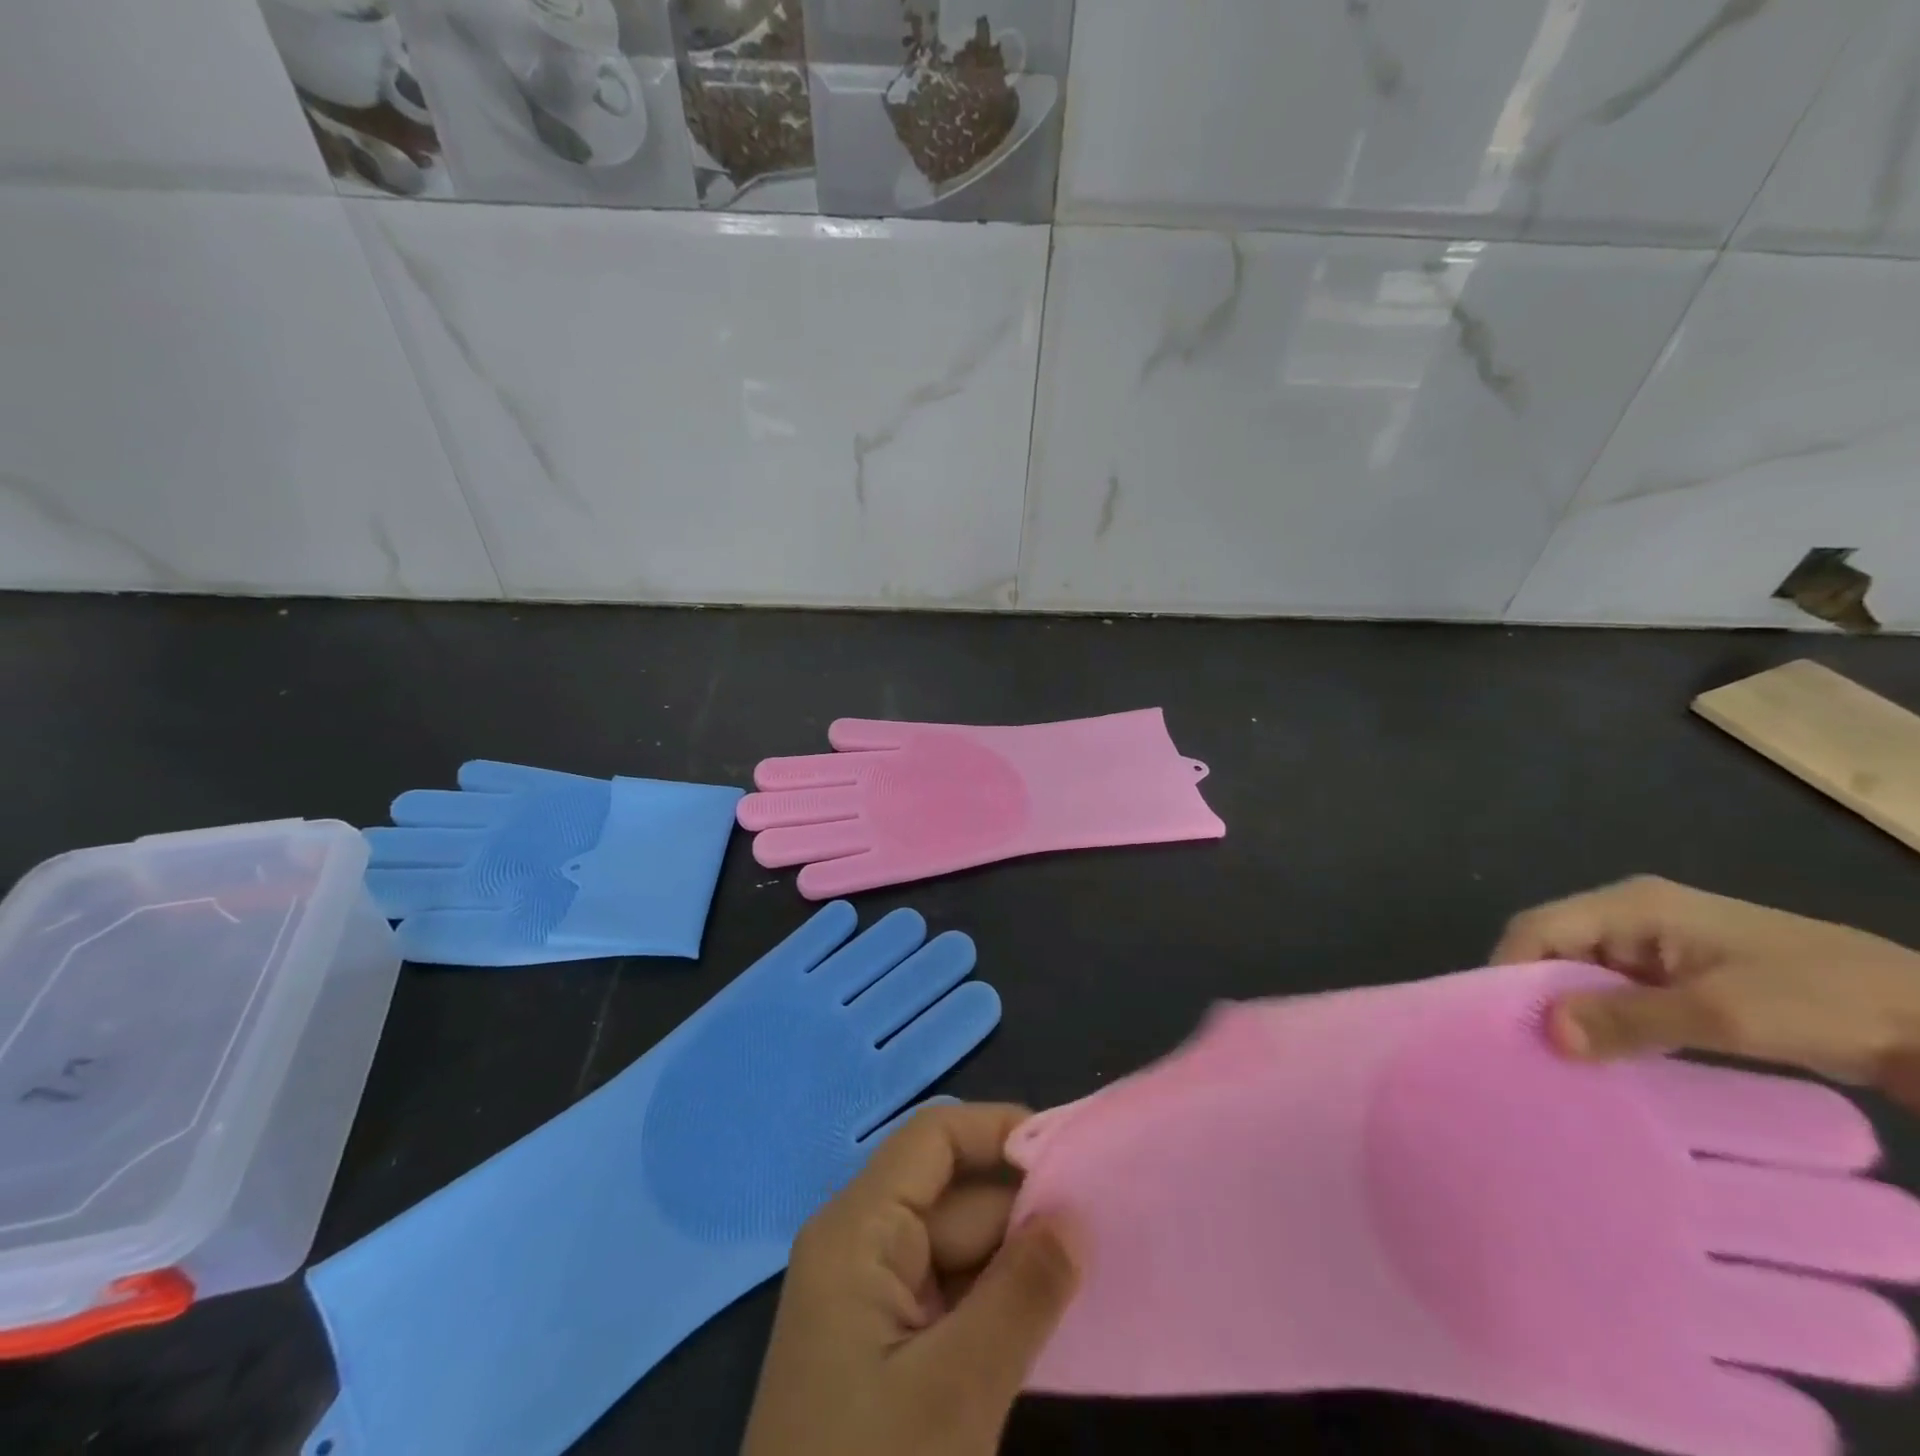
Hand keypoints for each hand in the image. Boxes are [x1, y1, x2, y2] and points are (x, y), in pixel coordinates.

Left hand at [741, 1103, 1080, 1455]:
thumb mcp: (956, 1391)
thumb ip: (1022, 1292)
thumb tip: (1076, 1213)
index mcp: (857, 1230)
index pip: (934, 1139)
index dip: (999, 1131)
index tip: (1073, 1152)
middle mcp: (860, 1246)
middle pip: (952, 1195)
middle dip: (1022, 1206)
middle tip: (1103, 1228)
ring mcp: (870, 1299)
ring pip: (957, 1247)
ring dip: (1017, 1259)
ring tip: (1091, 1267)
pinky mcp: (885, 1347)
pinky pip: (950, 1296)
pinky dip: (997, 1302)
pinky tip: (1048, 1316)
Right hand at [1494, 876, 1919, 1107]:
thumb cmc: (1826, 1002)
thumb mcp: (1724, 1014)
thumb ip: (1628, 1019)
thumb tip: (1545, 1033)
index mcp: (1634, 905)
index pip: (1539, 928)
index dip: (1510, 970)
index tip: (1498, 1025)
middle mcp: (1635, 917)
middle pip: (1556, 948)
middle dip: (1536, 995)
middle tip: (1525, 1050)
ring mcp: (1661, 947)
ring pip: (1586, 974)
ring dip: (1573, 1013)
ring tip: (1558, 1060)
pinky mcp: (1684, 977)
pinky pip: (1621, 994)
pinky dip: (1607, 1022)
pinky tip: (1606, 1058)